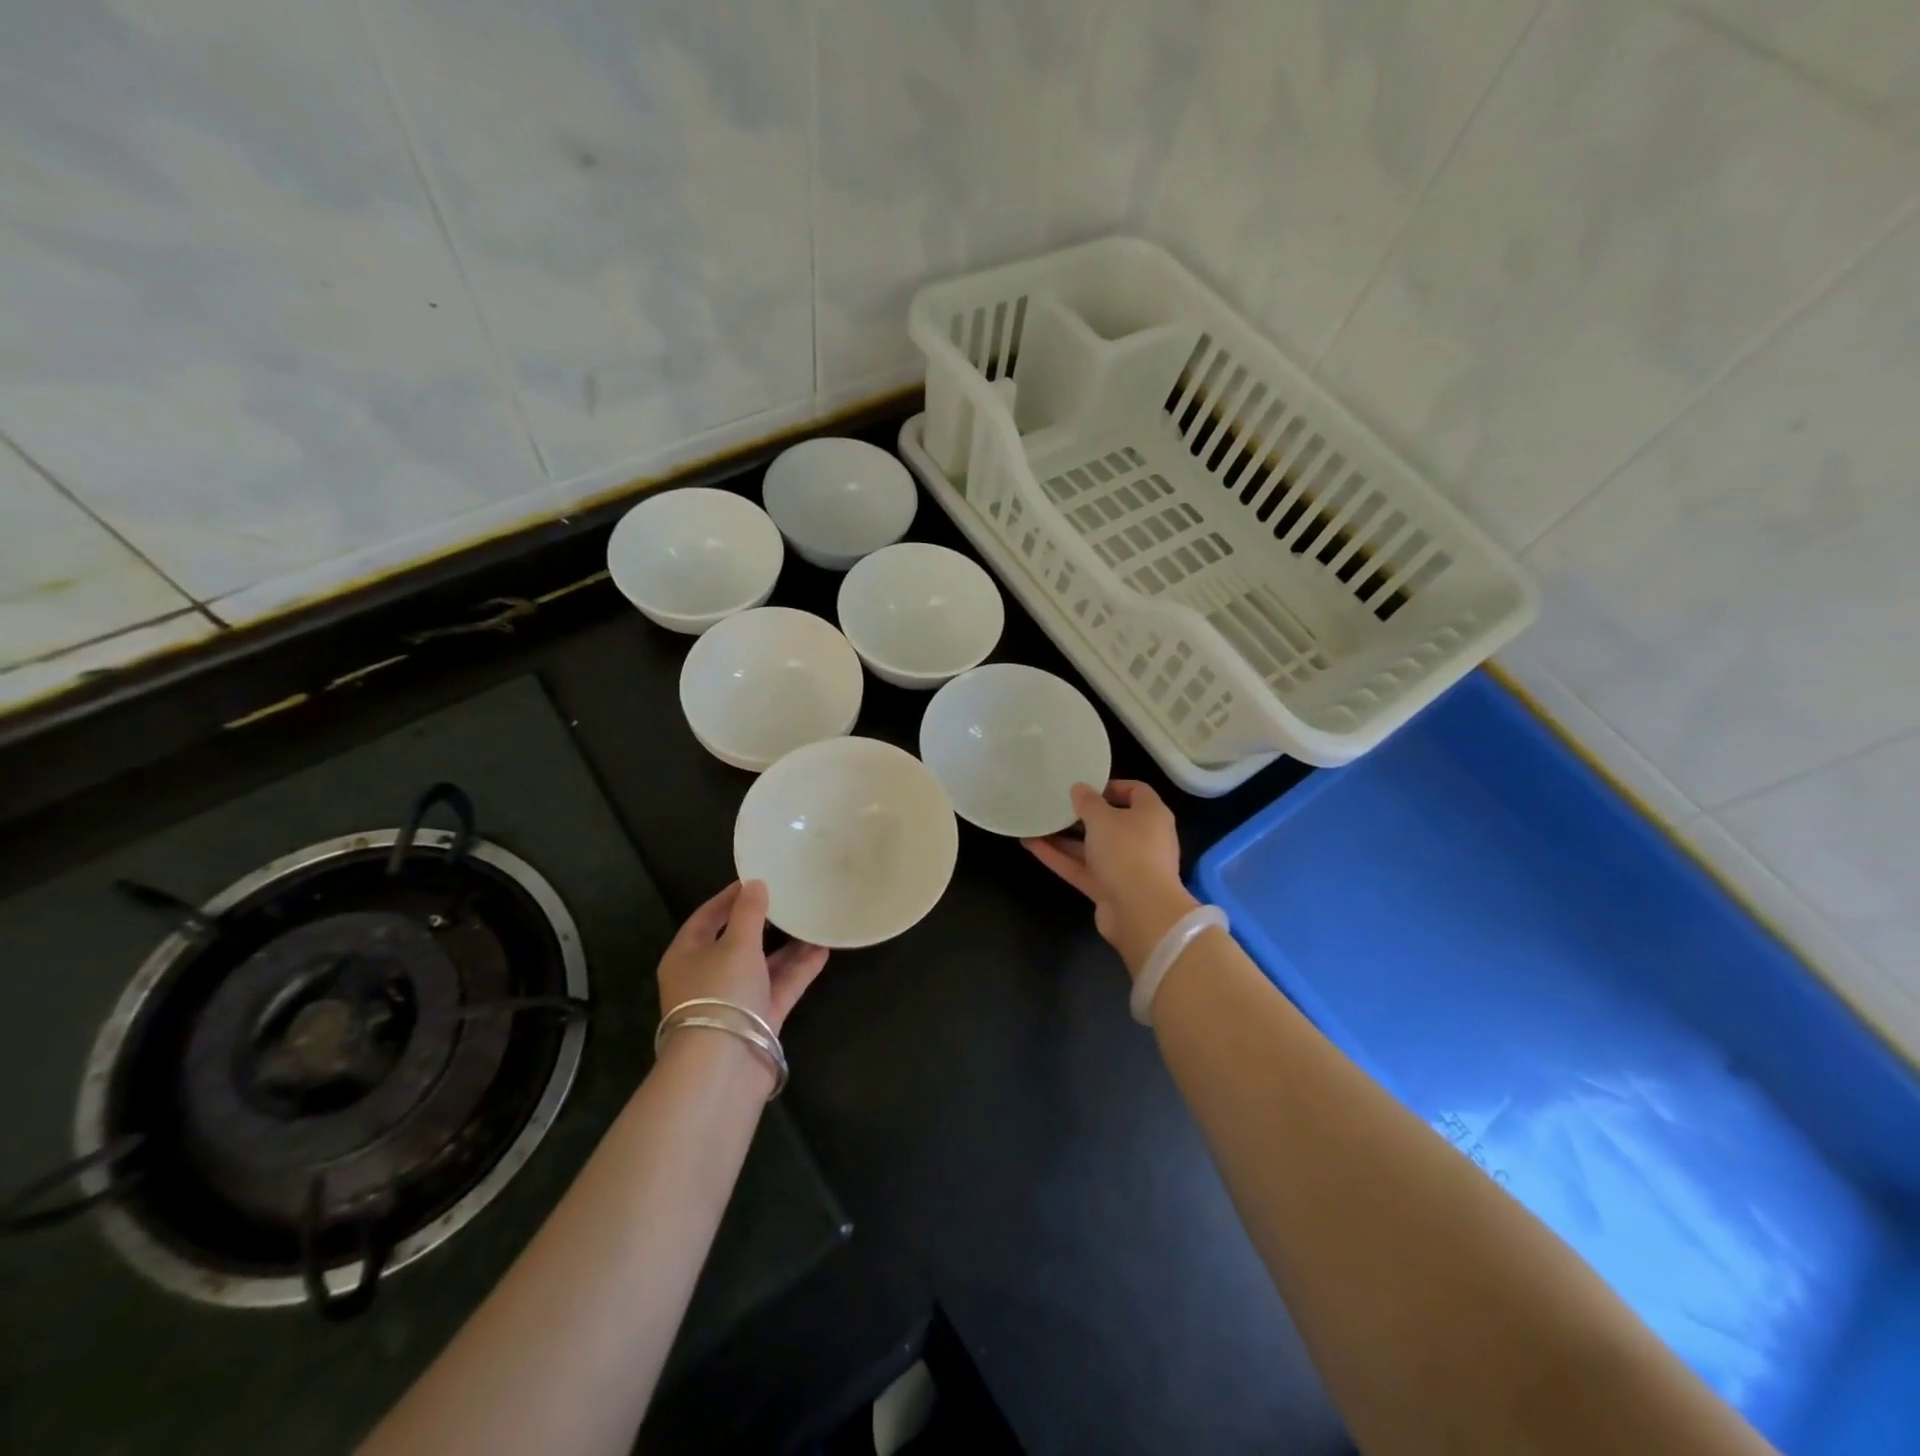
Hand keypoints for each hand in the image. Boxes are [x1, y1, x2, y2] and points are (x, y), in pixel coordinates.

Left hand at [655, 880, 827, 1034]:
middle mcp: (709, 976)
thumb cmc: (720, 992)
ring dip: (788, 945)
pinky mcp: (760, 1018)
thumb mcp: (736, 944)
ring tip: (814, 919)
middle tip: (791, 898)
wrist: (724, 1066)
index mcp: (687, 955)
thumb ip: (749, 912)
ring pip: (764, 964)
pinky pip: (781, 986)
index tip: (757, 878)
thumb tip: (755, 884)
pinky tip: (823, 949)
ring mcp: (735, 999)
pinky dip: (800, 969)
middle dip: (766, 922)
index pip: (707, 917)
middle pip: (738, 941)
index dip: (730, 897)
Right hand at [1024, 780, 1198, 977]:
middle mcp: (1142, 839)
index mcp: (1151, 815)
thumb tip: (1079, 789)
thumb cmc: (1127, 851)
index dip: (1112, 786)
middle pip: (1111, 822)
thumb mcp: (1103, 818)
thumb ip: (1088, 802)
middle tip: (1056, 804)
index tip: (1085, 786)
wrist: (1141, 912)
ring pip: (1092, 847)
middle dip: (1082, 815)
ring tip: (1036, 823)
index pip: (1136, 792)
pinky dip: (1059, 858)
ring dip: (1065, 838)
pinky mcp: (1109, 889)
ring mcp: (1125, 867)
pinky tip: (1031, 845)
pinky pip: (1082, 868)